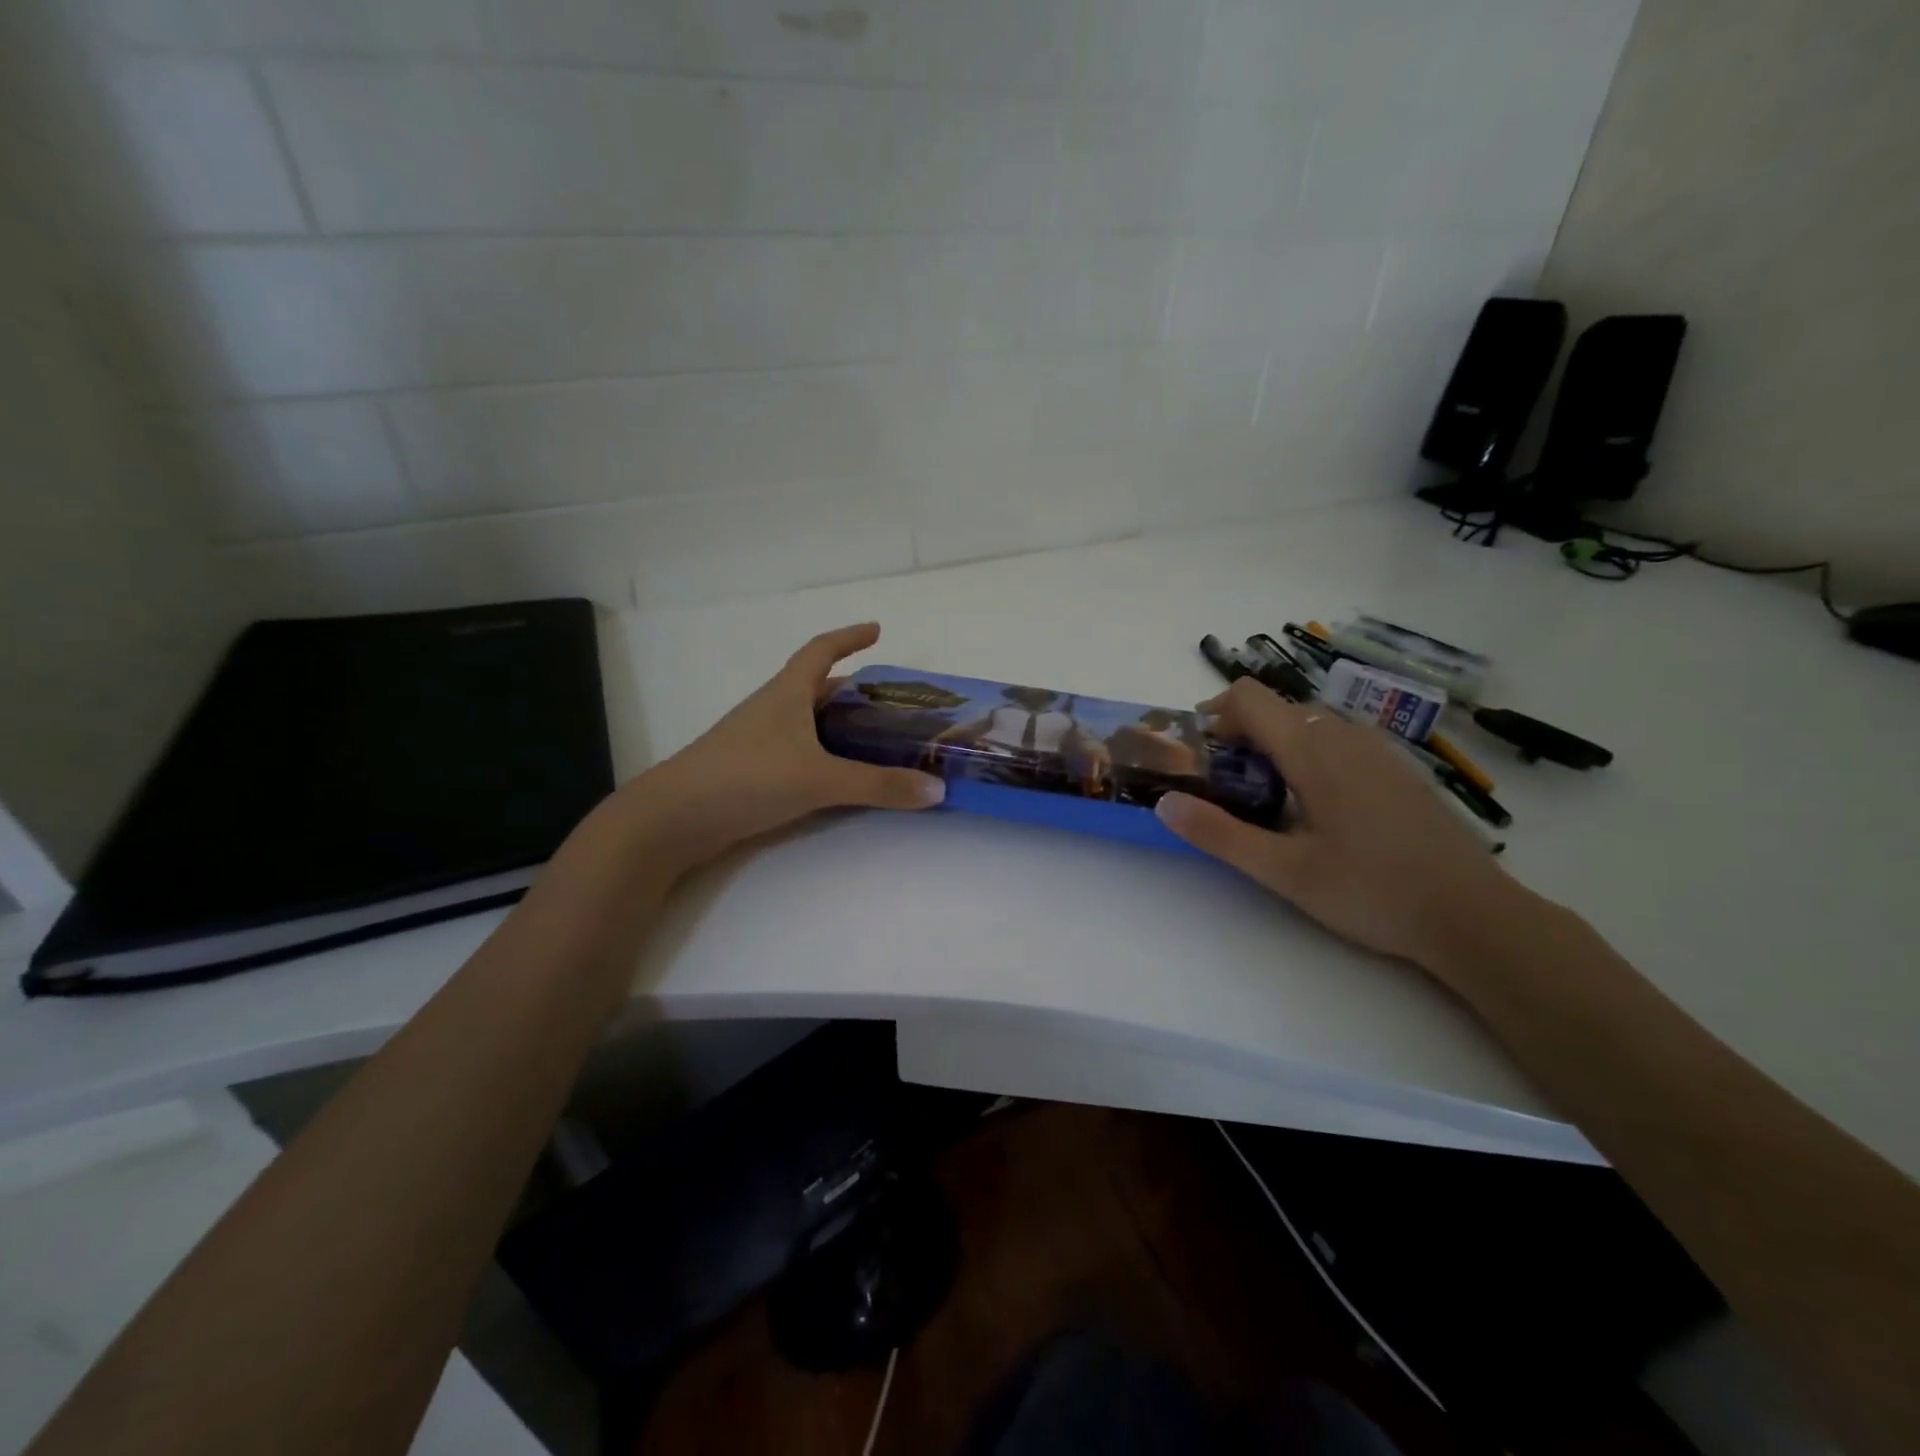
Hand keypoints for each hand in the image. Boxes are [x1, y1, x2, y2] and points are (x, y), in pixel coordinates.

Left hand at [623, 623, 943, 870]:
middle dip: (854, 689)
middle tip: (892, 702)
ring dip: (839, 724)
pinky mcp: (750, 771)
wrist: (672, 818)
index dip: (849, 636)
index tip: (877, 630)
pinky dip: (823, 754)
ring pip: (807, 721)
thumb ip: (878, 785)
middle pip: (817, 687)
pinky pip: (798, 751)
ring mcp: (757, 740)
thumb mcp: (819, 779)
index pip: (820, 650)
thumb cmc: (746, 778)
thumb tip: (937, 788)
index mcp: (787, 693)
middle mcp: (772, 709)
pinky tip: (838, 775)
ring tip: (876, 739)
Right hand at [1154, 677, 1524, 975]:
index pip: (1250, 697)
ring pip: (1309, 723)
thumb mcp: (1284, 871)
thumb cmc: (1372, 891)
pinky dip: (1308, 754)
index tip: (1197, 750)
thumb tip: (1165, 803)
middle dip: (1239, 734)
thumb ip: (1220, 834)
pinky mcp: (1397, 768)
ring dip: (1274, 744)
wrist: (1474, 916)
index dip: (1214, 712)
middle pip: (1277, 709)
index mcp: (1314, 750)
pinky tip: (1315, 806)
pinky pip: (1338, 740)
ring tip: (1263, 796)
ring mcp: (1378, 749)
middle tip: (1222, 784)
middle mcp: (1345, 735)